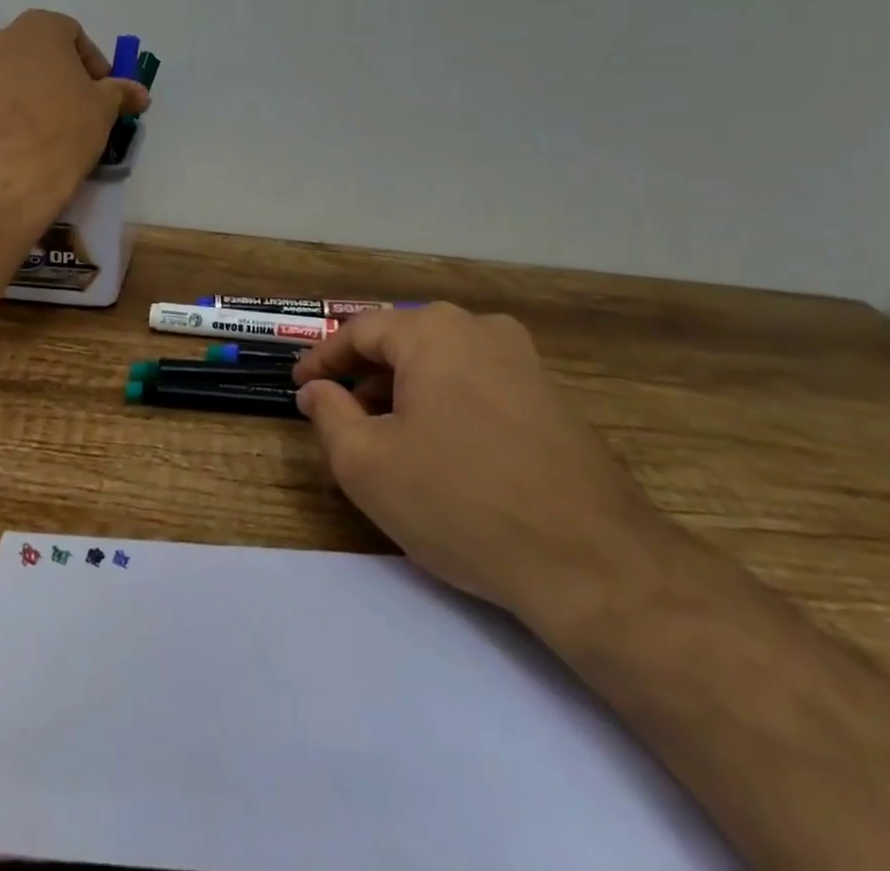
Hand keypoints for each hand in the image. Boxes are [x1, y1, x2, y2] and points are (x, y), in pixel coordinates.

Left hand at [0, 11, 147, 226]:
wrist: (3, 184)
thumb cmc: (63, 134)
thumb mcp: (103, 111)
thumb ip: (120, 92)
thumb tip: (139, 92)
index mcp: (38, 28)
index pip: (72, 34)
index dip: (91, 62)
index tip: (101, 92)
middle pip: (35, 50)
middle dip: (56, 73)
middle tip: (74, 106)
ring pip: (6, 73)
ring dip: (25, 90)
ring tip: (41, 125)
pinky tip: (14, 138)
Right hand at [293, 304, 664, 627]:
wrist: (590, 560)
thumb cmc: (459, 500)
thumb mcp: (366, 463)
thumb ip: (328, 414)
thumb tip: (316, 390)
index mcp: (433, 331)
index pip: (360, 331)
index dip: (322, 358)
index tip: (298, 386)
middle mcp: (480, 329)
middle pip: (404, 342)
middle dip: (365, 376)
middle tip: (340, 415)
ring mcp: (524, 361)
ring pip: (443, 363)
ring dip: (406, 391)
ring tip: (387, 436)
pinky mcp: (552, 397)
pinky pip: (479, 384)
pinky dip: (446, 404)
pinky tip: (442, 449)